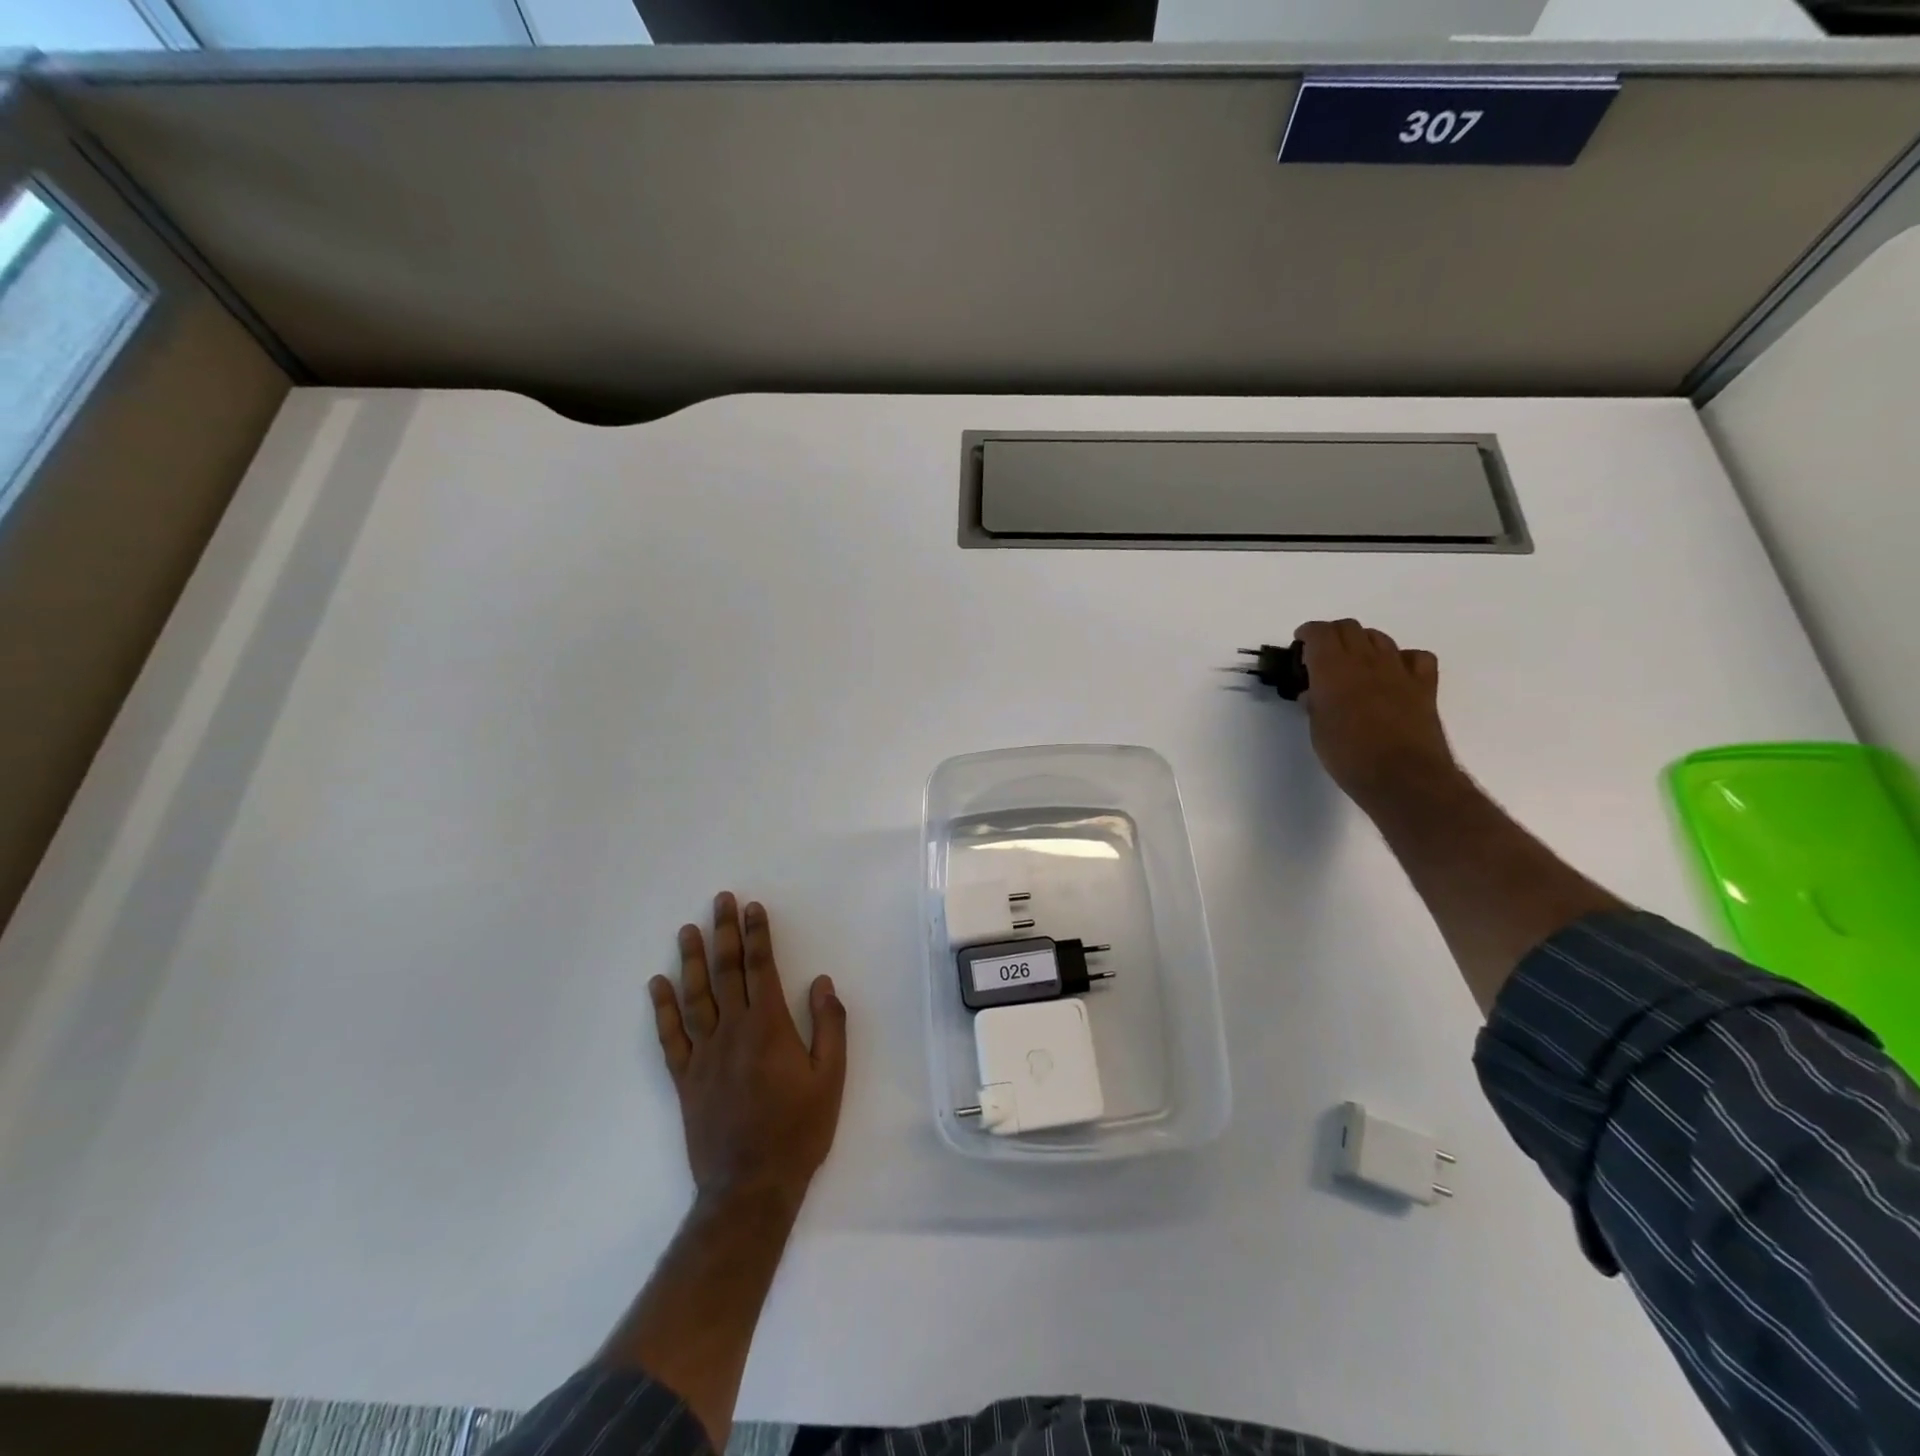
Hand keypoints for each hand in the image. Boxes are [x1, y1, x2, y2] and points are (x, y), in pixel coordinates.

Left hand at [649, 892, 847, 1209]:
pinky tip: (657, 985)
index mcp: (769, 1027)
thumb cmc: (798, 1129)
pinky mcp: (685, 1079)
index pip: (761, 968)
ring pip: (695, 996)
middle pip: (726, 972)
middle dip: (724, 933)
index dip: (757, 935)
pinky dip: (662, 1008)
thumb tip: (821, 982)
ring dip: (692, 960)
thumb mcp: (831, 1078)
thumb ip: (829, 1026)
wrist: (750, 1186)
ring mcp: (704, 1054)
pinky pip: (670, 1037)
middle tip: (719, 901)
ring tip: (688, 930)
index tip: (752, 907)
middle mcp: (733, 1031)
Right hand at [1295, 619, 1459, 810]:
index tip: (1300, 644)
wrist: (1402, 776)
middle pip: (1349, 627)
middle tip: (1322, 655)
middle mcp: (1366, 660)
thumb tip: (1314, 693)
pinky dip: (1402, 658)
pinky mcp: (1424, 685)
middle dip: (1332, 635)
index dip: (1308, 633)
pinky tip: (1394, 674)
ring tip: (1354, 664)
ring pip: (1379, 638)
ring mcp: (1399, 670)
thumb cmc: (1348, 755)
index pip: (1319, 632)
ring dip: (1362, 643)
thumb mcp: (1317, 729)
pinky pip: (1415, 657)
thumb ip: (1315, 703)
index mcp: (1333, 669)